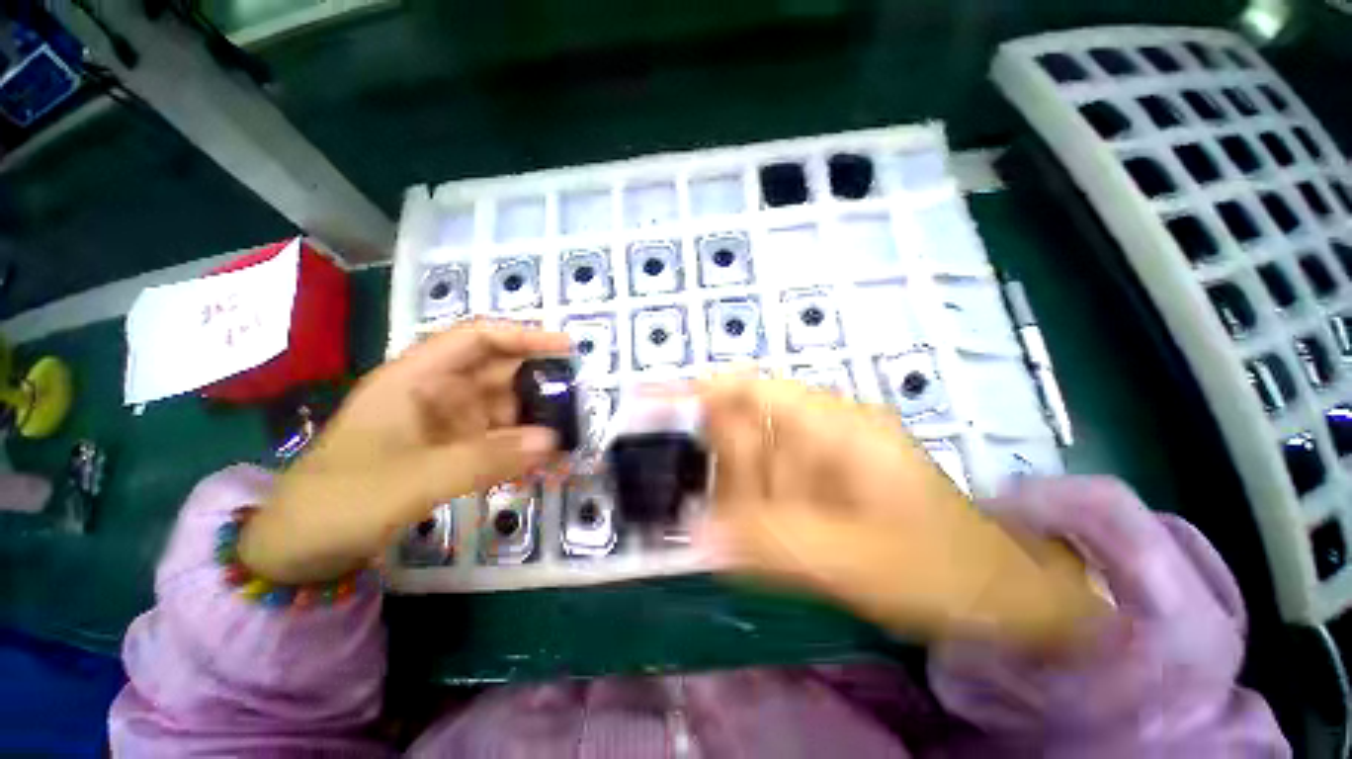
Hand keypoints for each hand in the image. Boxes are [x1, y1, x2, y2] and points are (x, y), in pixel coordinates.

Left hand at [238, 321, 570, 583]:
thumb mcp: (415, 480)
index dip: (523, 337)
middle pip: (497, 373)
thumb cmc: (344, 500)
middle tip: (577, 403)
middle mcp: (434, 392)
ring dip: (534, 422)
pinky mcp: (450, 448)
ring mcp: (444, 422)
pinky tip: (542, 463)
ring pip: (502, 408)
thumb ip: (487, 459)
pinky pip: (496, 439)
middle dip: (537, 384)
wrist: (300, 549)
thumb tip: (553, 441)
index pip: (477, 339)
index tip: (566, 349)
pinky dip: (520, 448)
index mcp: (415, 378)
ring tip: (567, 440)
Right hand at [699, 377, 1103, 649]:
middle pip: (743, 435)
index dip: (699, 392)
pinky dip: (753, 520)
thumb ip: (775, 545)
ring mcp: (815, 458)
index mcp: (833, 425)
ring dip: (741, 509)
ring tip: (768, 551)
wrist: (997, 596)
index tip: (650, 404)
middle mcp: (817, 430)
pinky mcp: (815, 485)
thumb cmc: (941, 567)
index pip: (752, 391)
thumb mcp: (859, 559)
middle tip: (723, 529)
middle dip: (727, 480)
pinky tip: (770, 551)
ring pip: (749, 471)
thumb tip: (694, 536)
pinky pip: (765, 494)